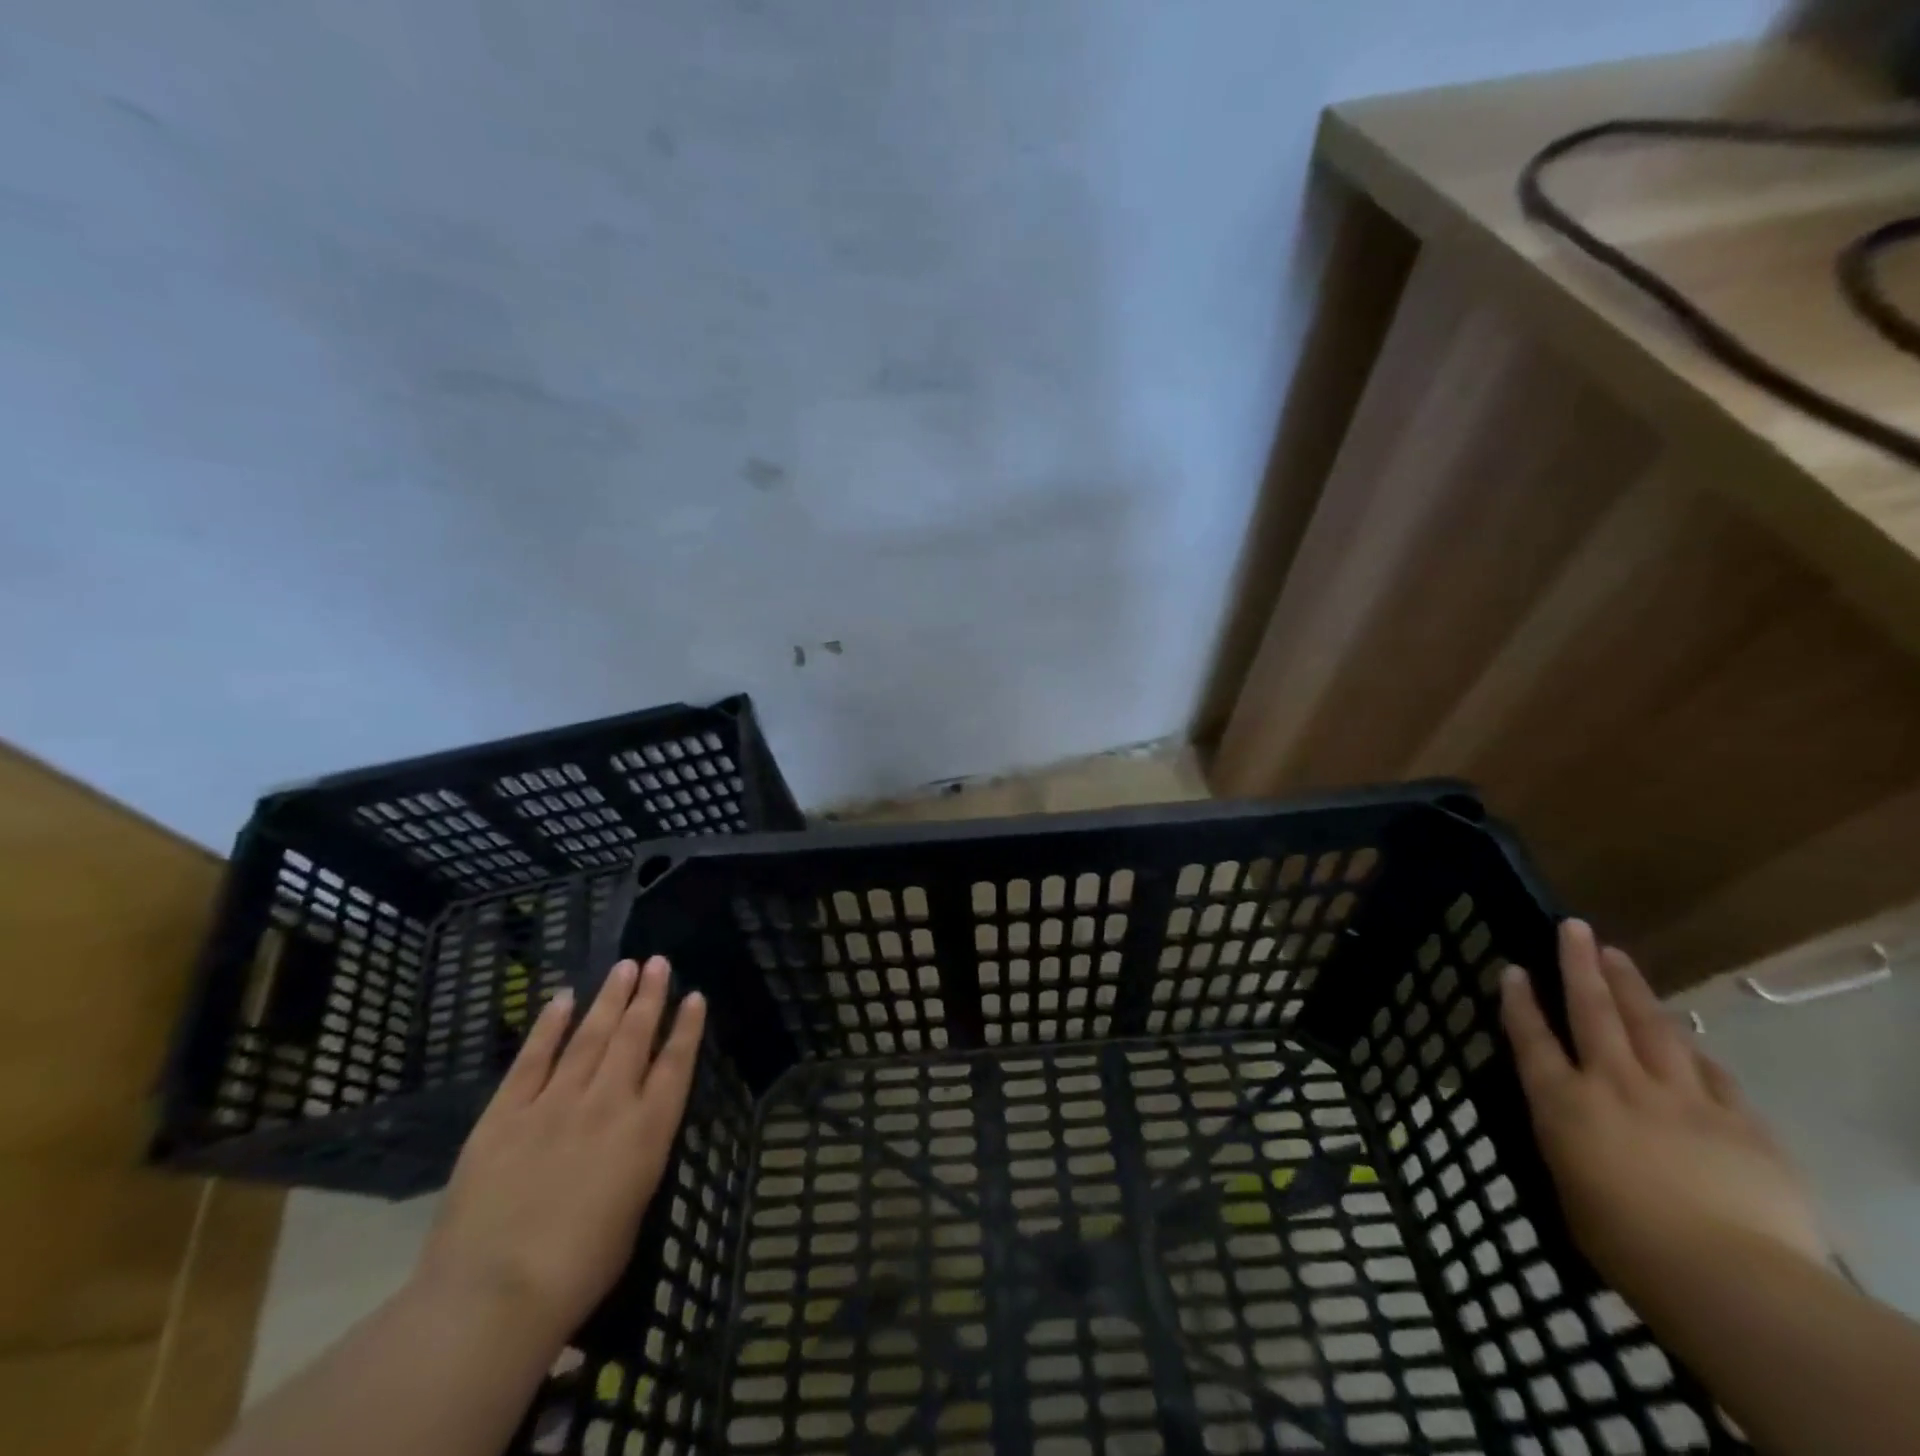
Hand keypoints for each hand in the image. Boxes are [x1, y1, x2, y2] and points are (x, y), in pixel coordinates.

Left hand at [415, 956, 705, 1347]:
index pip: (675, 1065)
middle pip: (634, 1037)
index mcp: (646, 1131)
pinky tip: (562, 998)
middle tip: (658, 961)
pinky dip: (548, 1026)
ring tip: (624, 966)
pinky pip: (532, 1060)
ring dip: (609, 999)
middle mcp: (608, 1104)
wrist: (494, 1296)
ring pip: (589, 1037)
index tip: (694, 995)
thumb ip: (636, 1159)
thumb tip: (631, 1133)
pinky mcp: (505, 1115)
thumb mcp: (632, 1210)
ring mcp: (554, 1103)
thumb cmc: (578, 1271)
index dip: (687, 1028)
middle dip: (649, 996)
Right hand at [1500, 921, 1828, 1305]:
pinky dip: (1692, 1049)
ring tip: (1618, 956)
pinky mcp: (1739, 1121)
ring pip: (1652, 1026)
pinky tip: (1687, 1036)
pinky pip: (1710, 1071)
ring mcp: (1680, 1097)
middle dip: (1579, 965)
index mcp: (1564, 1103)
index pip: (1531, 1038)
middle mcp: (1614, 1084)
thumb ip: (1572, 1145)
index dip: (1519, 1001)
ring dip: (1632, 987)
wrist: (1731, 1279)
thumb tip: (1578, 1128)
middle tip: (1573, 927)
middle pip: (1593, 1011)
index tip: (1513, 968)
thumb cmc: (1627, 1245)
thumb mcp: (1572, 1189)